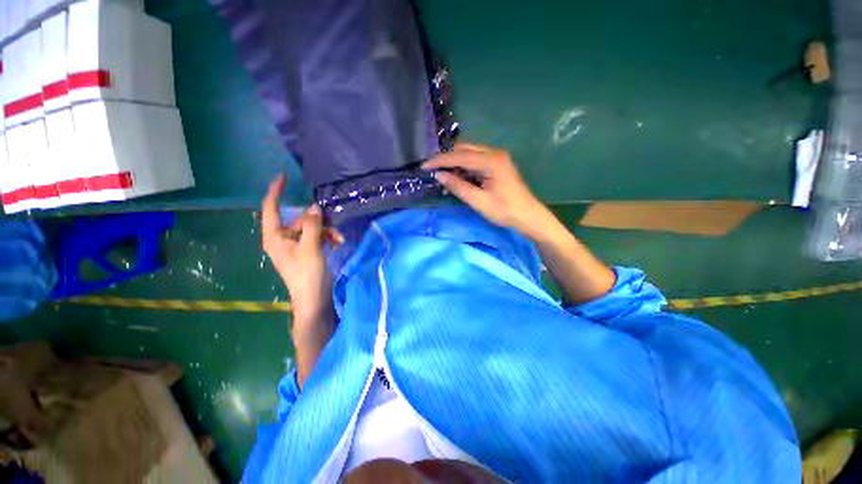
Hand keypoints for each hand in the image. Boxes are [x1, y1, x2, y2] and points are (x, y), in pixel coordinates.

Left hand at [261, 174, 338, 328]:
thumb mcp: (310, 247)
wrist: (315, 297)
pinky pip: (318, 236)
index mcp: (275, 237)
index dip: (275, 191)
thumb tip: (314, 206)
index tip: (283, 176)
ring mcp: (297, 245)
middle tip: (332, 226)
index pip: (271, 208)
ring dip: (327, 230)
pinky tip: (338, 242)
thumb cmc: (306, 274)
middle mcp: (284, 239)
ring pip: (312, 227)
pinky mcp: (309, 250)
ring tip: (339, 238)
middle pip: (299, 219)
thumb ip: (312, 225)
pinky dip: (328, 237)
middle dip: (318, 220)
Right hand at [422, 143, 552, 238]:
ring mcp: (497, 157)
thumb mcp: (478, 201)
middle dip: (447, 160)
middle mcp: (494, 153)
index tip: (424, 167)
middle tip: (434, 173)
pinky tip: (458, 180)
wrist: (528, 216)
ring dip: (455, 164)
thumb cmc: (505, 211)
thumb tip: (439, 175)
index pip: (459, 156)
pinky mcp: (497, 164)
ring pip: (469, 154)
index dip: (439, 161)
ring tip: (445, 180)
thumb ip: (458, 186)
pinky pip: (476, 161)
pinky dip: (464, 168)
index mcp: (490, 161)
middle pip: (463, 150)